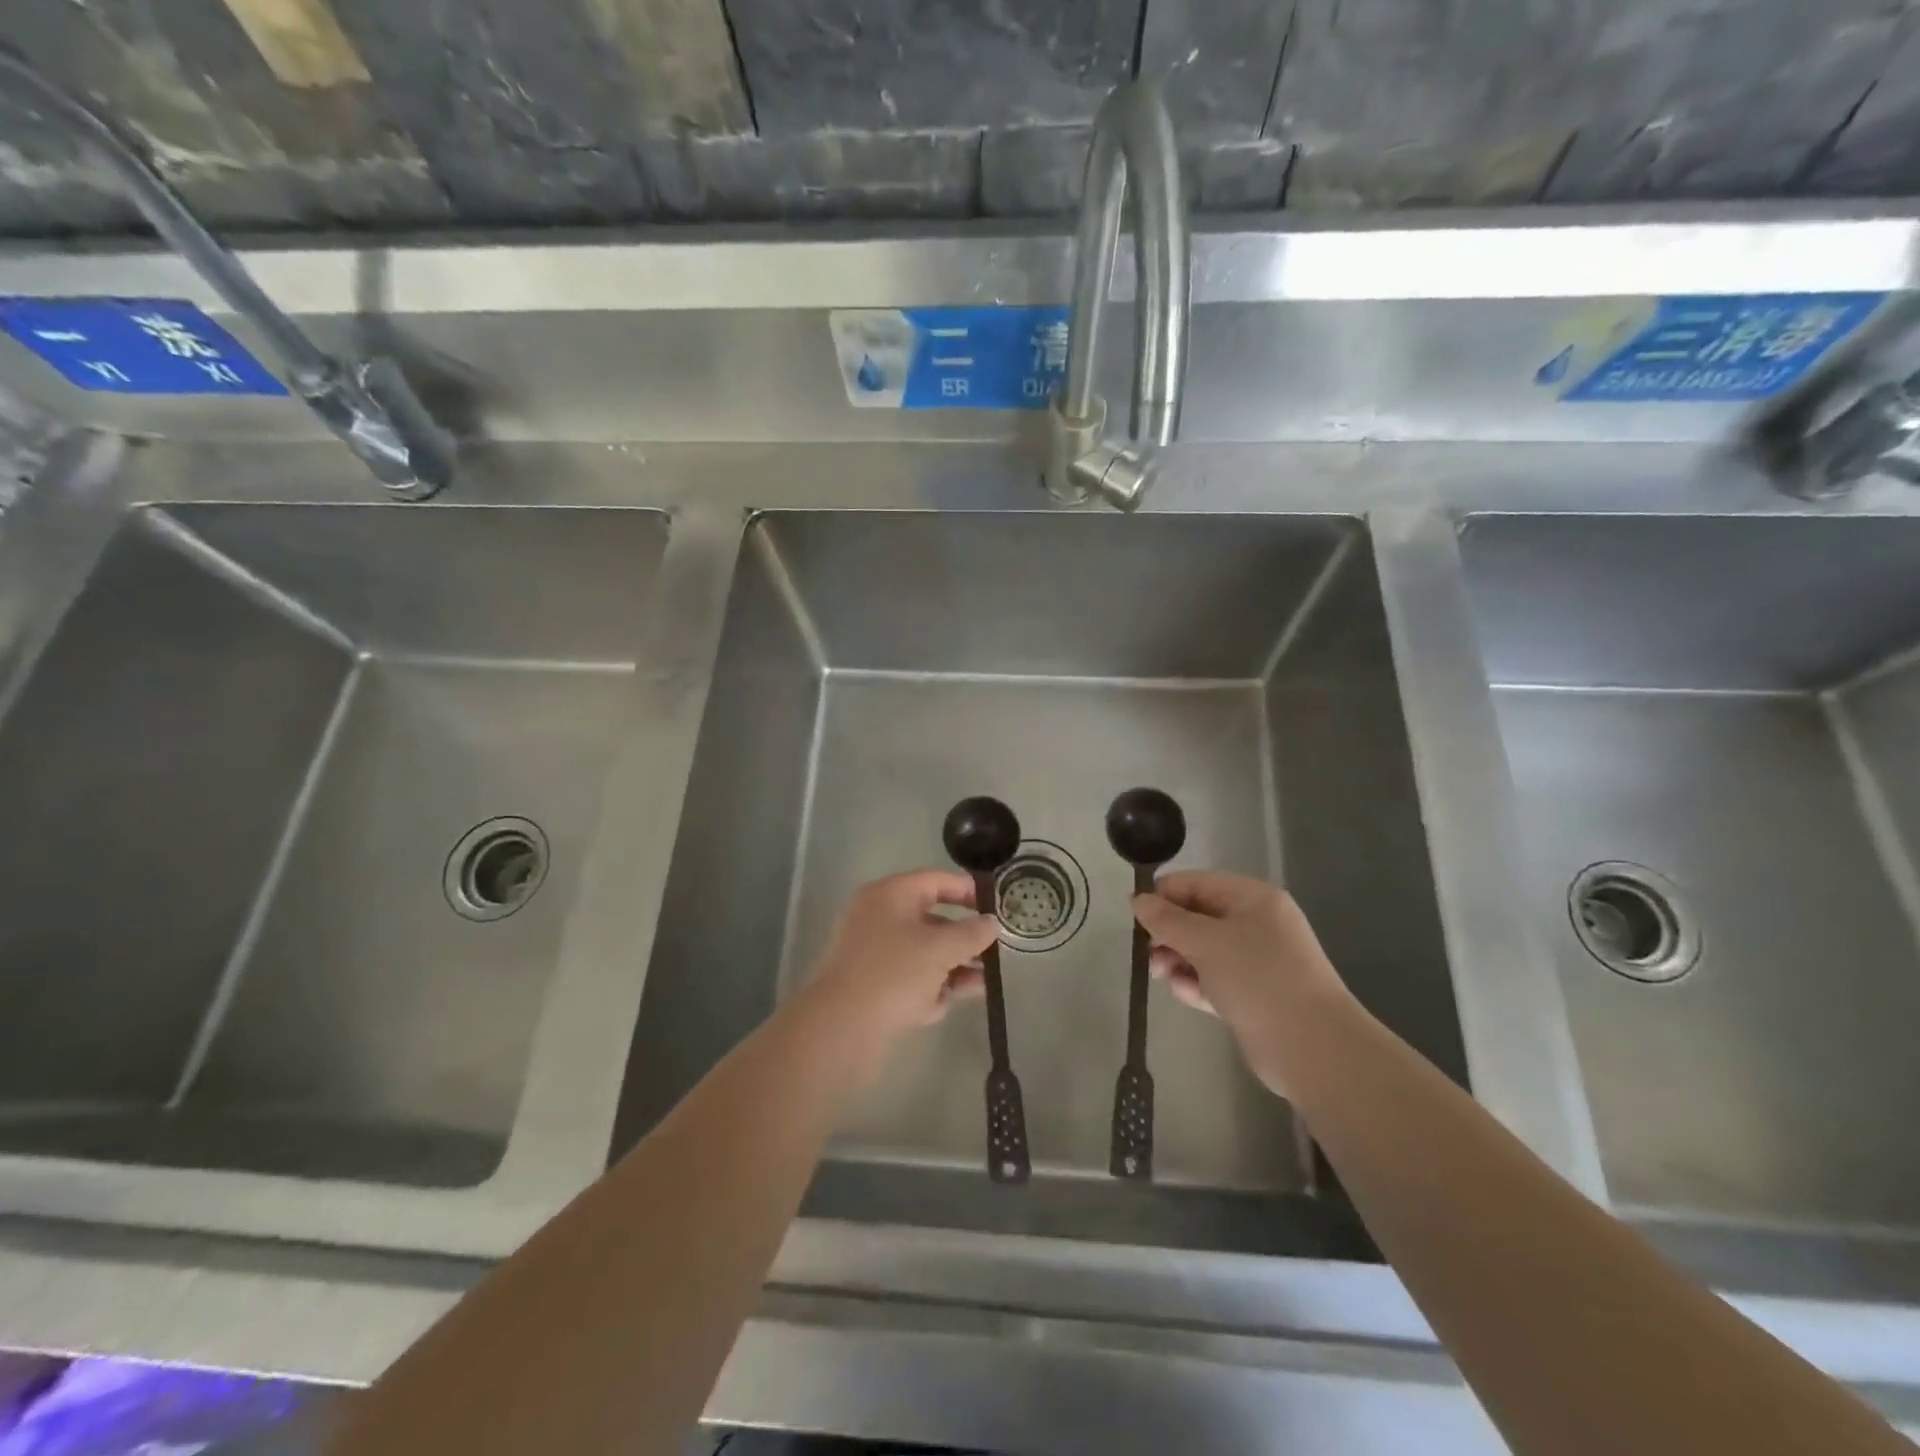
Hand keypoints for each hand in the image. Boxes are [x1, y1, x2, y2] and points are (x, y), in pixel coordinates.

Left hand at [805, 871, 999, 1044]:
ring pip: (921, 953)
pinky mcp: (868, 987)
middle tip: (993, 950)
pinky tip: (946, 1004)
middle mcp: (877, 918)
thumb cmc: (894, 973)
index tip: (996, 907)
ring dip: (952, 966)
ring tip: (982, 983)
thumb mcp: (941, 949)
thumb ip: (971, 933)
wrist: (841, 1028)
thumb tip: (991, 923)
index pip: (935, 881)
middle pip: (930, 919)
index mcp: (889, 896)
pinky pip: (907, 979)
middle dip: (963, 937)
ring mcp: (870, 954)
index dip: (968, 891)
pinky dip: (928, 988)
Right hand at [1132, 871, 1353, 1097]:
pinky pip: (1213, 978)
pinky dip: (1196, 983)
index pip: (1196, 884)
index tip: (1135, 918)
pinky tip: (1186, 995)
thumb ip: (1167, 920)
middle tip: (1151, 956)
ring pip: (1202, 950)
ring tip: (1166, 977)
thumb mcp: (1205, 942)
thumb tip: (1137, 900)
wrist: (1312, 1049)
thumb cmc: (1258, 979)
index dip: (1163, 896)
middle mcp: (1256, 924)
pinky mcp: (1252, 994)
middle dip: (1169, 934)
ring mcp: (1256, 961)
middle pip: (1197, 917)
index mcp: (1252, 899)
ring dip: (1178, 960)